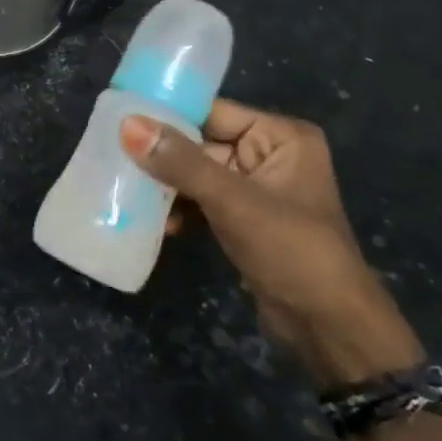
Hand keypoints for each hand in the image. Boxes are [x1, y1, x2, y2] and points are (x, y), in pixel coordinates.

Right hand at [119, 102, 421, 385]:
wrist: (328, 328)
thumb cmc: (290, 250)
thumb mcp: (232, 201)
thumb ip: (180, 162)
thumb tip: (127, 124)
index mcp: (280, 137)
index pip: (213, 113)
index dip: (168, 115)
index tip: (119, 118)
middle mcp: (269, 155)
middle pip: (201, 144)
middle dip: (161, 156)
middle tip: (113, 157)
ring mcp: (257, 190)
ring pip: (197, 175)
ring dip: (167, 187)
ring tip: (126, 192)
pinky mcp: (245, 220)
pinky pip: (203, 202)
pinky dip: (180, 210)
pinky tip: (155, 222)